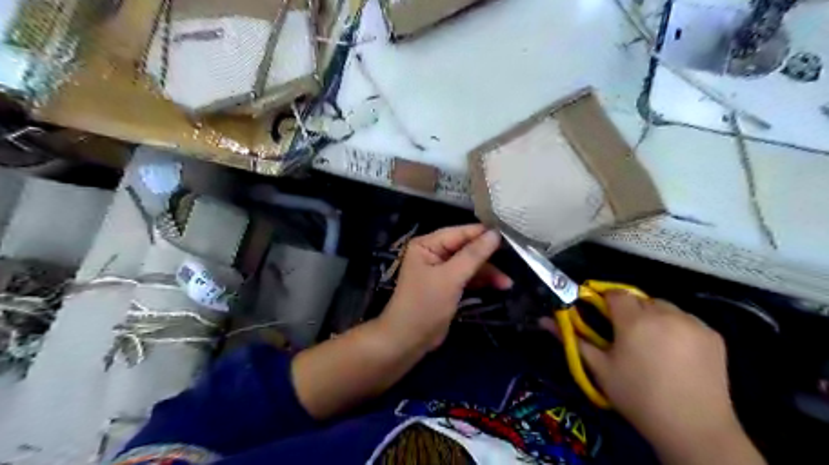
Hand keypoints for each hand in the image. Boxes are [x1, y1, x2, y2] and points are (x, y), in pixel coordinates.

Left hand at [382, 227, 511, 350]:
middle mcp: (433, 252)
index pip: (459, 232)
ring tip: (508, 283)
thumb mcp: (451, 278)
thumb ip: (473, 255)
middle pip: (466, 248)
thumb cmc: (425, 305)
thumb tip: (495, 233)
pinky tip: (499, 286)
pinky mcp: (447, 285)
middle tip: (514, 258)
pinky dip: (482, 281)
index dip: (483, 233)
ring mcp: (441, 270)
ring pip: (470, 264)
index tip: (510, 233)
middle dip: (488, 256)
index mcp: (427, 244)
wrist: (408, 340)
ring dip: (488, 272)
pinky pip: (468, 277)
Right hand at [542, 292, 760, 461]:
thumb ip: (572, 339)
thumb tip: (543, 320)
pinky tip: (675, 352)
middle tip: (625, 336)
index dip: (606, 302)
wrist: (694, 429)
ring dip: (653, 317)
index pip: (615, 294)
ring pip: (664, 307)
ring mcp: (693, 323)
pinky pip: (687, 320)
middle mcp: (665, 313)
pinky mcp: (713, 335)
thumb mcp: (599, 368)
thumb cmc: (637, 397)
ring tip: (652, 344)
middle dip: (629, 311)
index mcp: (634, 320)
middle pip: (639, 299)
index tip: (602, 317)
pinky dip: (677, 328)